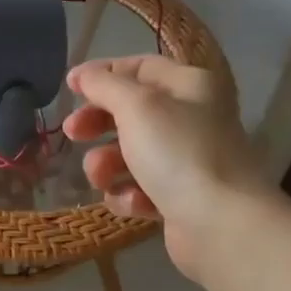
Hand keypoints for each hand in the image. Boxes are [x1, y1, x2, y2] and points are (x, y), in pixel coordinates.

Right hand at [60, 55, 273, 283]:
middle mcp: (191, 118)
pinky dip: (130, 194)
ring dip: (106, 165)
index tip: (70, 87)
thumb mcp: (136, 106)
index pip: (140, 67)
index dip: (103, 74)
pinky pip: (139, 188)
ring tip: (102, 177)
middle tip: (73, 133)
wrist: (221, 224)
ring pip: (128, 153)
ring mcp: (185, 160)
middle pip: (130, 111)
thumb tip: (81, 74)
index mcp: (189, 86)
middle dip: (97, 123)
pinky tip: (136, 203)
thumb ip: (104, 85)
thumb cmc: (178, 153)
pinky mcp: (178, 198)